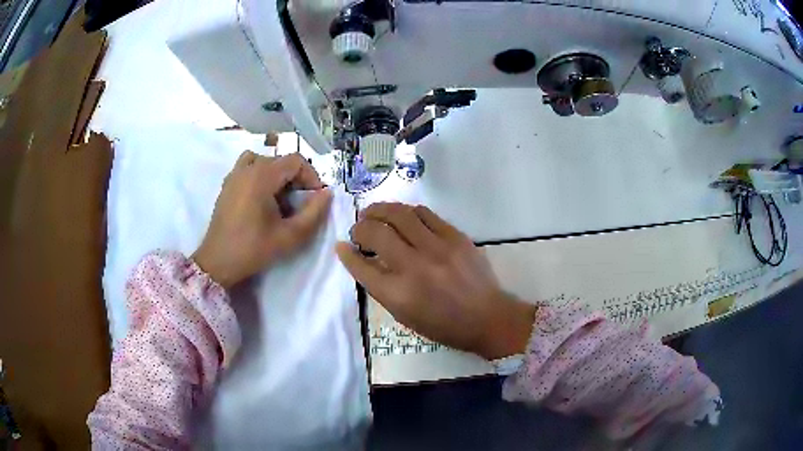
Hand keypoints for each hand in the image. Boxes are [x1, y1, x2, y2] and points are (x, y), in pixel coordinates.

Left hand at [193, 152, 331, 287]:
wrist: (218, 262)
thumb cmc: (253, 249)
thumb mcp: (290, 236)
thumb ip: (314, 213)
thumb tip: (327, 193)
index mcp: (262, 176)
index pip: (296, 161)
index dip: (311, 176)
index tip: (315, 198)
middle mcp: (247, 168)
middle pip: (280, 160)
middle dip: (296, 178)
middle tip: (300, 204)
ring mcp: (234, 175)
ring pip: (264, 161)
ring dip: (277, 174)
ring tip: (280, 197)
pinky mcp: (227, 184)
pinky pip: (248, 167)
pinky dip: (260, 174)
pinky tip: (261, 197)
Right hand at [336, 203, 536, 359]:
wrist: (487, 317)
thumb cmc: (443, 324)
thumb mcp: (405, 315)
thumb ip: (381, 287)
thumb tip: (363, 259)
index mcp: (399, 294)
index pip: (362, 266)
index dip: (347, 254)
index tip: (342, 246)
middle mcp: (414, 267)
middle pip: (376, 233)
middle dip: (360, 227)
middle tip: (359, 229)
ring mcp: (437, 248)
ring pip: (399, 214)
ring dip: (380, 210)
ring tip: (373, 213)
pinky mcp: (455, 236)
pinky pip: (424, 213)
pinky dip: (406, 212)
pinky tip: (402, 217)